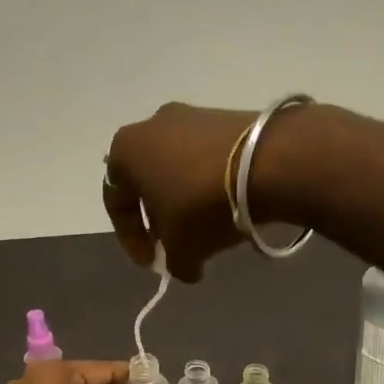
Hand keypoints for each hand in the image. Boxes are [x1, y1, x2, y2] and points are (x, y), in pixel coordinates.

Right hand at [103, 103, 258, 281]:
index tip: (152, 263)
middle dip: (159, 219)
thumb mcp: (182, 249)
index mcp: (125, 151)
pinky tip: (227, 207)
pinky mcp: (225, 116)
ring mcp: (190, 115)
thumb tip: (185, 268)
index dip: (131, 240)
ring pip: (177, 170)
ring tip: (205, 229)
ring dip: (185, 202)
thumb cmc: (203, 206)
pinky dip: (209, 184)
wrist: (267, 163)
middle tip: (176, 246)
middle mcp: (152, 124)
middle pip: (147, 183)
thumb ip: (174, 264)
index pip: (116, 204)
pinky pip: (206, 159)